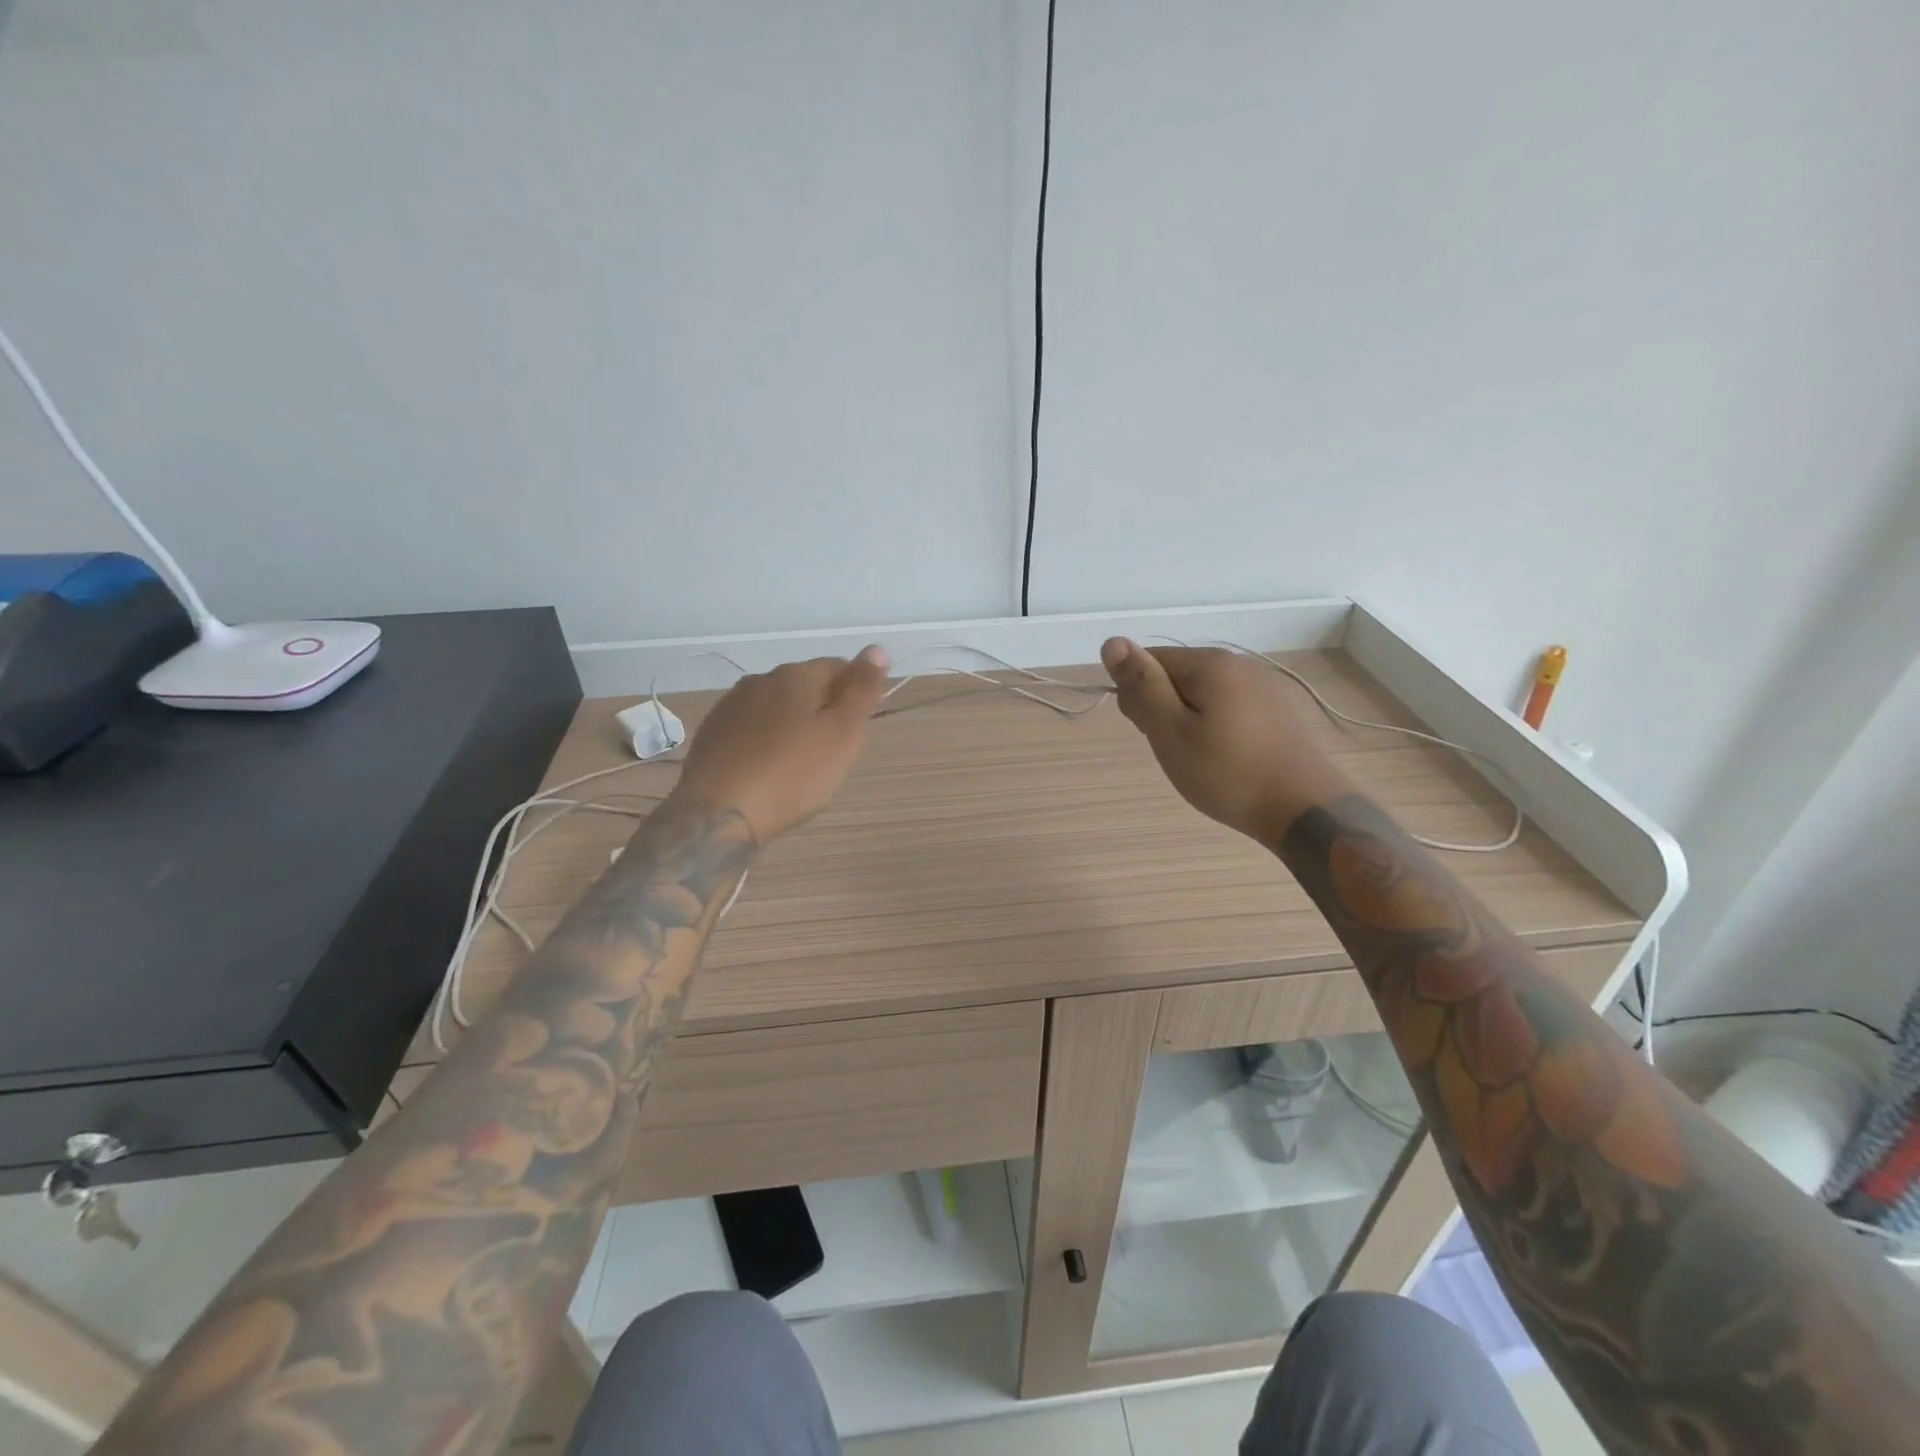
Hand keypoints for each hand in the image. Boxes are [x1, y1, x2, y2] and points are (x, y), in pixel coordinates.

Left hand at [671, 647, 890, 841]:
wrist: (719, 814)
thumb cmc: (792, 774)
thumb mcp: (843, 734)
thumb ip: (862, 690)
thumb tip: (878, 649)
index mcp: (795, 675)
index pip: (838, 667)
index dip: (856, 692)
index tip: (860, 725)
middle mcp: (760, 680)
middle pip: (805, 687)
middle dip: (823, 709)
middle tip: (833, 751)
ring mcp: (730, 706)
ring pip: (776, 707)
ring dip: (792, 724)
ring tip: (800, 763)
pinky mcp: (711, 734)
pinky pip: (750, 729)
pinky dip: (765, 741)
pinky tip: (768, 769)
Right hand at [1100, 638, 1350, 843]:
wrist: (1304, 809)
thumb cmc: (1228, 773)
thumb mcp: (1171, 731)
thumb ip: (1142, 686)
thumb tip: (1112, 641)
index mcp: (1210, 663)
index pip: (1149, 661)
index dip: (1138, 696)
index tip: (1149, 733)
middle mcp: (1238, 664)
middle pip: (1176, 676)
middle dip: (1164, 709)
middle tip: (1175, 751)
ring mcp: (1262, 686)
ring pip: (1202, 694)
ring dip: (1188, 721)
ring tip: (1199, 760)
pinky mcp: (1276, 711)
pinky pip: (1228, 708)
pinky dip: (1215, 729)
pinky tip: (1225, 759)